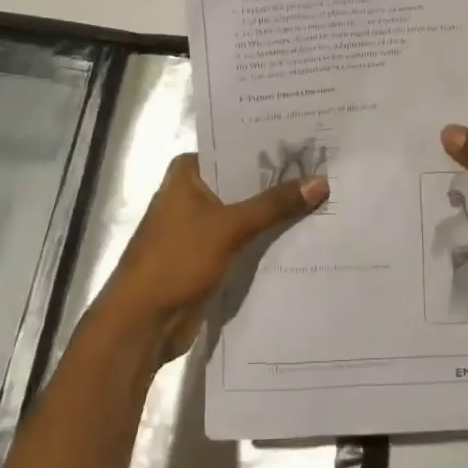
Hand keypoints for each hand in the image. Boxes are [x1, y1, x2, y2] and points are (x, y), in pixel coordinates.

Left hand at [97, 153, 327, 360]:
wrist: (142, 324)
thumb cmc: (177, 260)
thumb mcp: (230, 227)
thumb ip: (275, 204)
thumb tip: (321, 181)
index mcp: (187, 172)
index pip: (236, 149)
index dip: (272, 148)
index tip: (311, 143)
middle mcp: (191, 192)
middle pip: (243, 181)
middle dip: (279, 182)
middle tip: (326, 170)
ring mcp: (198, 225)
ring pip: (245, 211)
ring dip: (275, 212)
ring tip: (324, 198)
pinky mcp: (207, 254)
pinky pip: (243, 238)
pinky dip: (265, 236)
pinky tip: (302, 233)